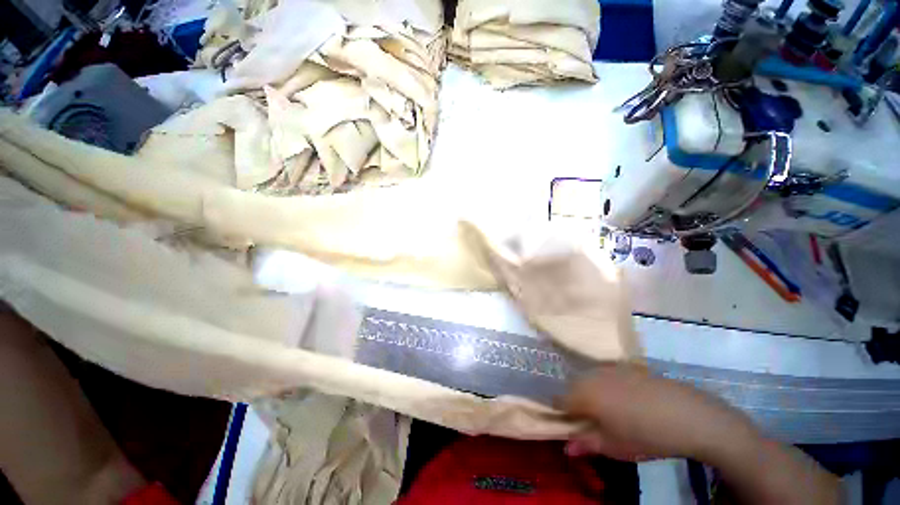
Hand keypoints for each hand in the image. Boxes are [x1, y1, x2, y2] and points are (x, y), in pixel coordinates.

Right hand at [561, 364, 758, 461]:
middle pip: (572, 386)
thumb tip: (566, 448)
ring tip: (606, 410)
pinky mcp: (625, 366)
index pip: (560, 400)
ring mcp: (609, 368)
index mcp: (583, 395)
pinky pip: (606, 373)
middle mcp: (591, 376)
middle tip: (588, 420)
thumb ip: (586, 444)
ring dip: (589, 391)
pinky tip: (624, 399)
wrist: (686, 415)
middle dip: (574, 401)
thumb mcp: (614, 447)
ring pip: (588, 378)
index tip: (568, 423)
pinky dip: (606, 384)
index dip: (560, 412)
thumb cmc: (644, 436)